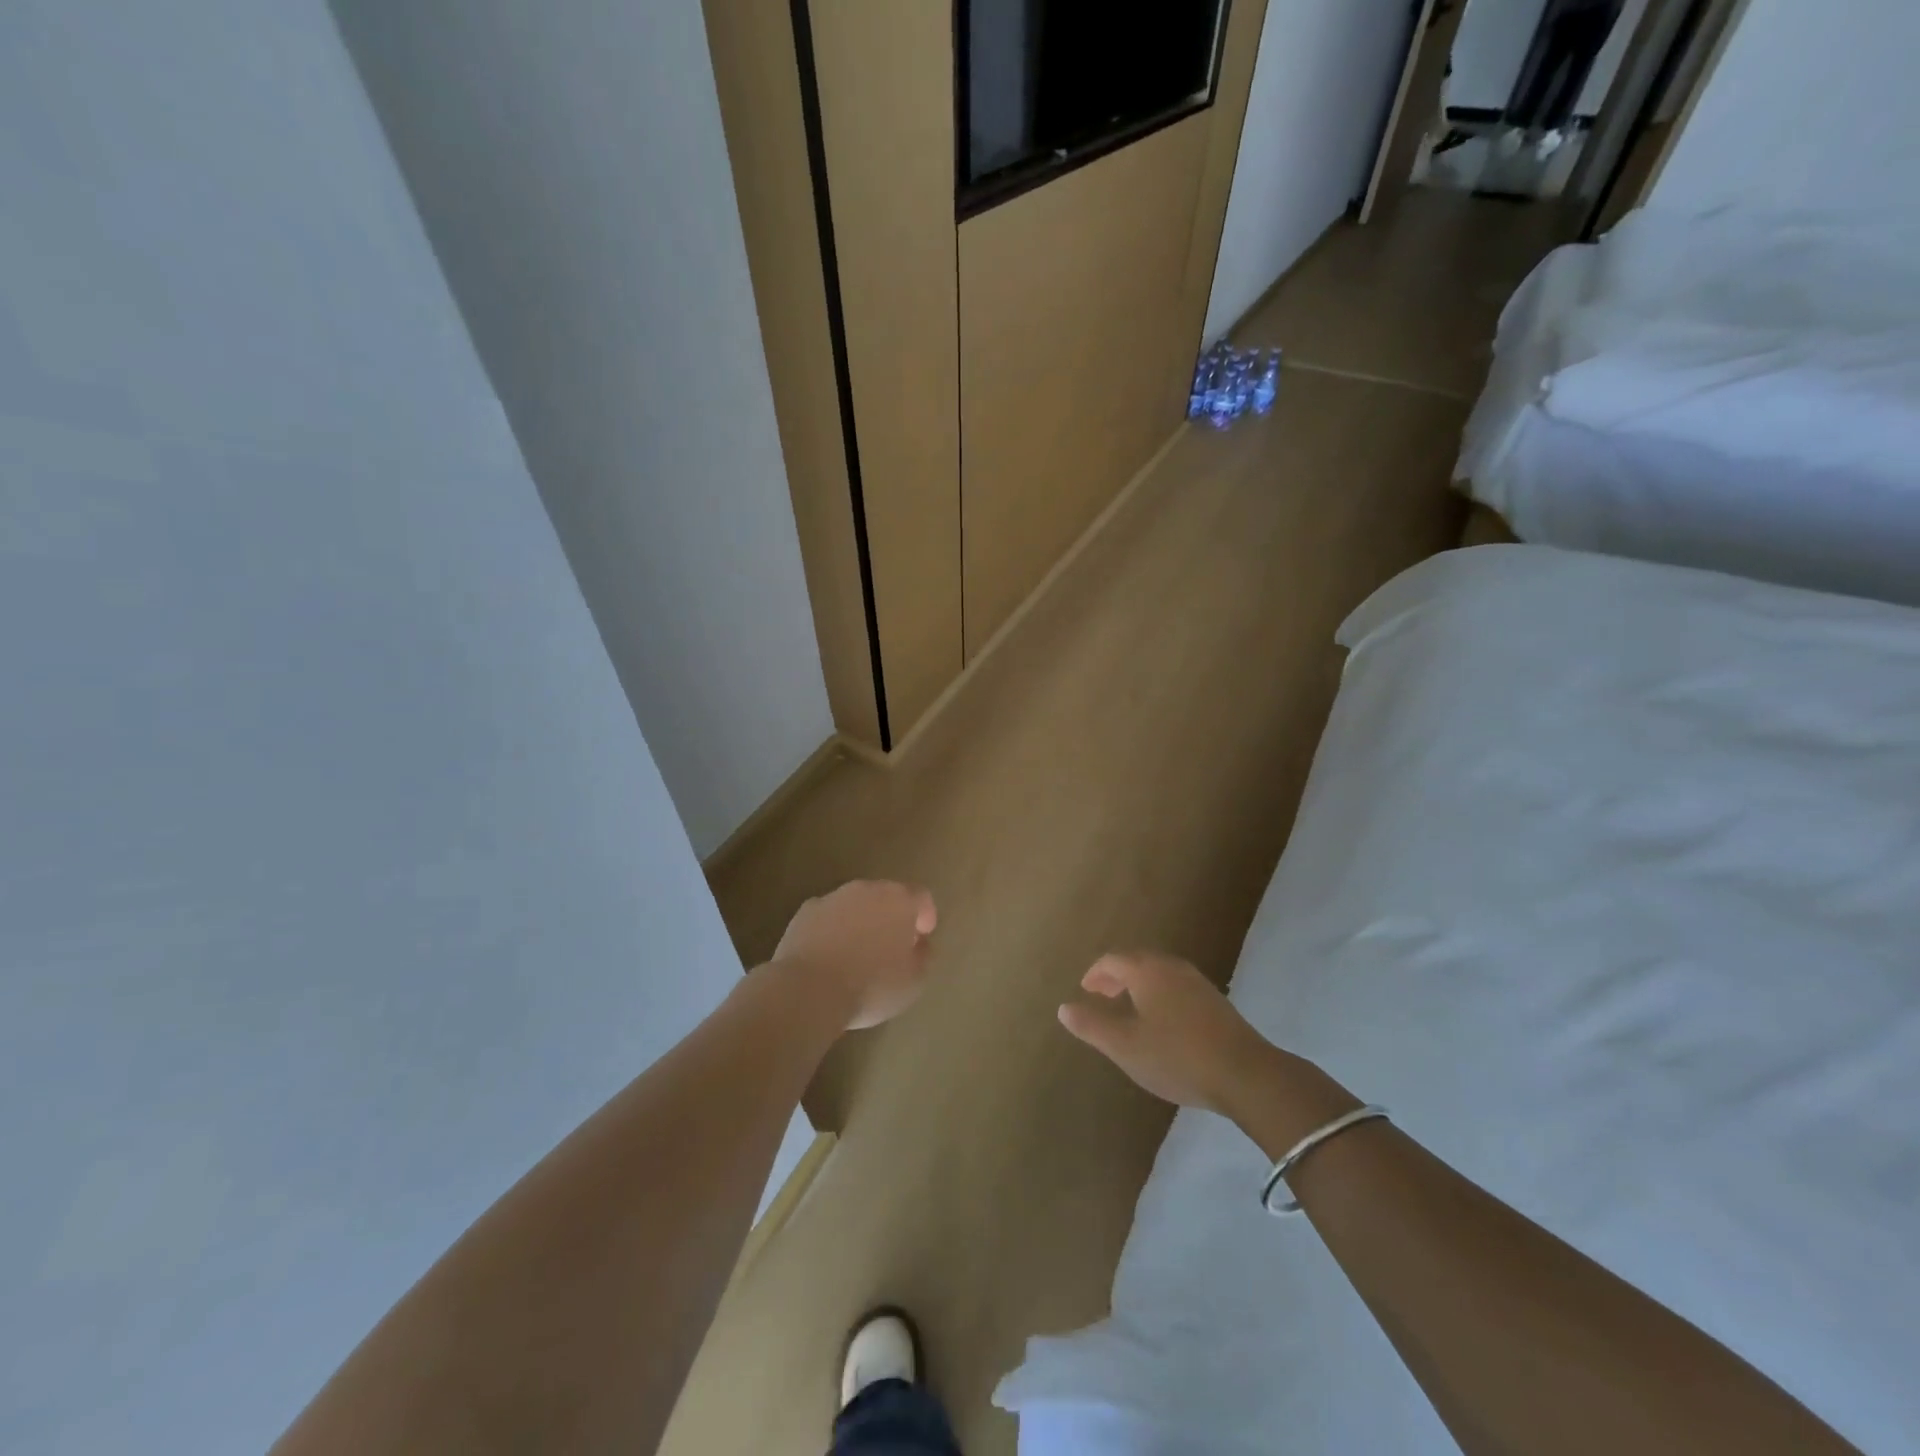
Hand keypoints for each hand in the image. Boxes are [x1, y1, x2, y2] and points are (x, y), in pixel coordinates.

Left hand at [771, 880, 937, 1029]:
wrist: (808, 990)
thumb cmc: (871, 985)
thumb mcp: (914, 981)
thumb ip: (923, 955)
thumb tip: (918, 943)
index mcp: (899, 900)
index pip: (921, 897)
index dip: (925, 916)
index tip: (921, 939)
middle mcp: (867, 889)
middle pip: (886, 896)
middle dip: (891, 917)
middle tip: (891, 947)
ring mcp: (833, 898)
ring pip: (855, 905)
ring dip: (861, 922)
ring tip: (858, 955)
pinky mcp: (805, 912)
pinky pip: (828, 917)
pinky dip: (833, 930)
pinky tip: (829, 957)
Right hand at [1058, 952, 1272, 1112]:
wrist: (1245, 1074)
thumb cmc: (1176, 1056)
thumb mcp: (1125, 1046)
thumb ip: (1092, 1025)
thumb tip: (1064, 1007)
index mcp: (1147, 970)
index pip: (1113, 959)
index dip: (1095, 973)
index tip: (1086, 990)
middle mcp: (1172, 967)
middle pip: (1138, 961)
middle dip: (1117, 976)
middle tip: (1103, 996)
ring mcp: (1198, 982)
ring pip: (1160, 973)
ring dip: (1139, 985)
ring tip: (1129, 1009)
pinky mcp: (1216, 1002)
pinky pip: (1177, 987)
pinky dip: (1160, 995)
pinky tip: (1163, 1023)